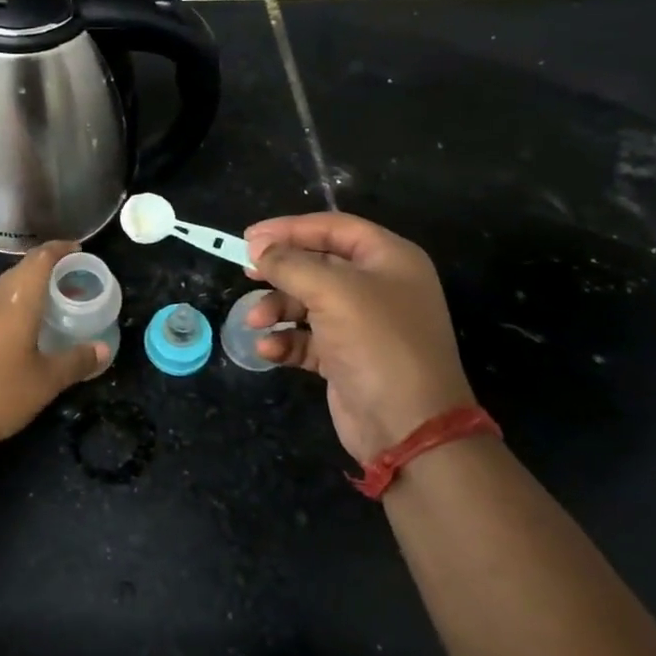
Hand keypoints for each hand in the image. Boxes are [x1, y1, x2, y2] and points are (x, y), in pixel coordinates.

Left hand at [0, 241, 108, 453]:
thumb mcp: (44, 382)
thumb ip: (76, 362)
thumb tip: (104, 349)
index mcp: (16, 300)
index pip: (40, 258)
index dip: (61, 249)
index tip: (80, 250)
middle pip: (23, 270)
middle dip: (49, 271)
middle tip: (74, 283)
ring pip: (6, 288)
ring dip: (30, 290)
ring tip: (52, 306)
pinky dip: (13, 307)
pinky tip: (22, 331)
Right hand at [243, 213, 474, 466]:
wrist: (408, 427)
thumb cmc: (377, 343)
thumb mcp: (332, 291)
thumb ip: (290, 263)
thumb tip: (259, 247)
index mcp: (388, 259)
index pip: (333, 228)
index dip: (290, 228)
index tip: (249, 237)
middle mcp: (378, 286)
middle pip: (318, 264)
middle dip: (280, 271)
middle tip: (246, 272)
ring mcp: (363, 324)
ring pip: (308, 302)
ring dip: (277, 308)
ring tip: (255, 321)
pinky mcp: (346, 357)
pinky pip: (308, 338)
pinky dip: (286, 340)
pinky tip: (268, 351)